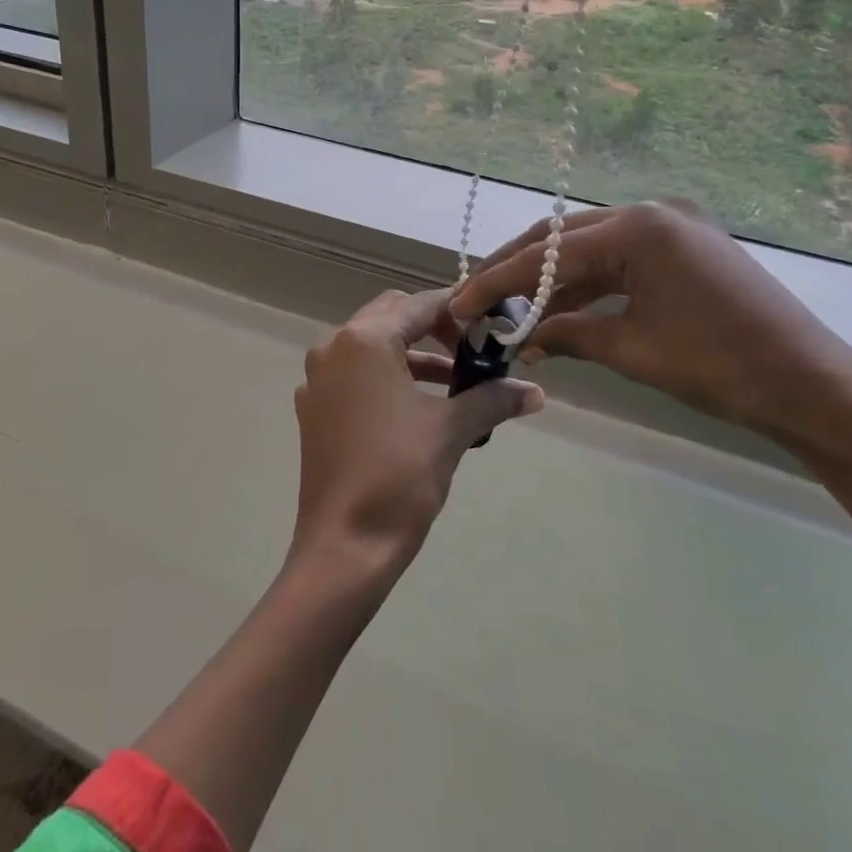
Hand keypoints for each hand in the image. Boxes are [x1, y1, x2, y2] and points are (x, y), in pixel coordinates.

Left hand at [291, 289, 542, 579]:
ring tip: (459, 381)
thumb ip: (492, 399)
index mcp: (364, 340)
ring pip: (373, 345)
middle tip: (474, 348)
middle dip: (434, 327)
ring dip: (414, 355)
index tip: (492, 320)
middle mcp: (334, 347)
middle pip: (392, 316)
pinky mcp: (314, 408)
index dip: (459, 308)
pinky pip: (356, 374)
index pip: (419, 305)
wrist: (344, 547)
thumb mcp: (450, 430)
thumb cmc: (399, 476)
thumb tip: (537, 393)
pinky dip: (389, 377)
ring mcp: (318, 378)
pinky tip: (421, 406)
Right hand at [450, 201, 851, 448]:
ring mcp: (673, 226)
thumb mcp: (633, 349)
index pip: (550, 253)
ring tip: (510, 310)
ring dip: (551, 280)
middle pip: (564, 238)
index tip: (460, 303)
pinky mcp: (686, 247)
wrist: (815, 387)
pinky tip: (559, 310)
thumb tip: (522, 338)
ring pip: (591, 249)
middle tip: (477, 299)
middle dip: (517, 271)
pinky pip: (621, 261)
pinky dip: (588, 285)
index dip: (499, 282)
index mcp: (641, 226)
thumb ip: (569, 333)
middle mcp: (653, 211)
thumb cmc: (722, 367)